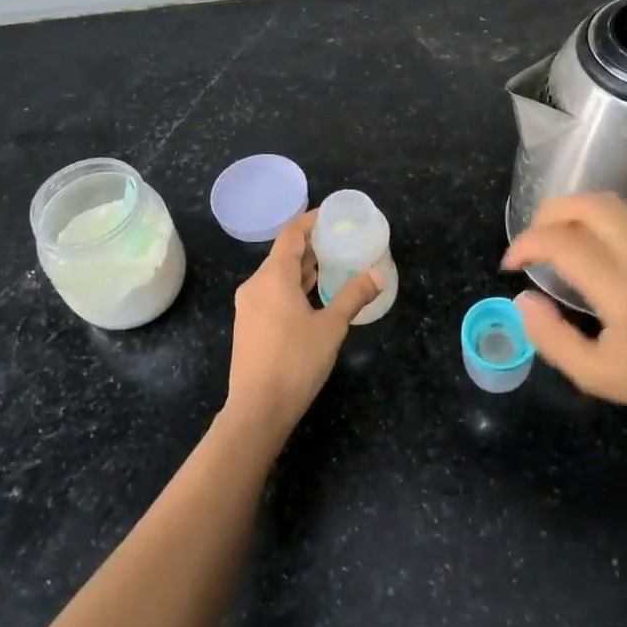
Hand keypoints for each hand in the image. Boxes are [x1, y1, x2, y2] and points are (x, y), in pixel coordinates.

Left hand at [224, 210, 379, 445]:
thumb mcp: (332, 327)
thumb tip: (378, 275)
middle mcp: (255, 285)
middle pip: (284, 253)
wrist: (257, 410)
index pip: (291, 234)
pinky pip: (272, 292)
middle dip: (312, 245)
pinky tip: (313, 297)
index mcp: (273, 277)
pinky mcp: (248, 325)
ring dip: (303, 268)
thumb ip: (353, 296)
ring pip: (277, 275)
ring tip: (333, 265)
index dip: (312, 221)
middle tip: (342, 242)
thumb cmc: (295, 362)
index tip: (334, 216)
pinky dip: (293, 286)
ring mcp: (248, 306)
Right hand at [502, 193, 626, 432]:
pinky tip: (584, 250)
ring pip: (610, 205)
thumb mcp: (595, 376)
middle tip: (530, 243)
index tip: (510, 265)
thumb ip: (551, 338)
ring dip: (572, 212)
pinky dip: (593, 221)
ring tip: (552, 240)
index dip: (527, 244)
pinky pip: (625, 219)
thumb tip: (523, 298)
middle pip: (590, 205)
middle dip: (548, 213)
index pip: (564, 243)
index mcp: (624, 291)